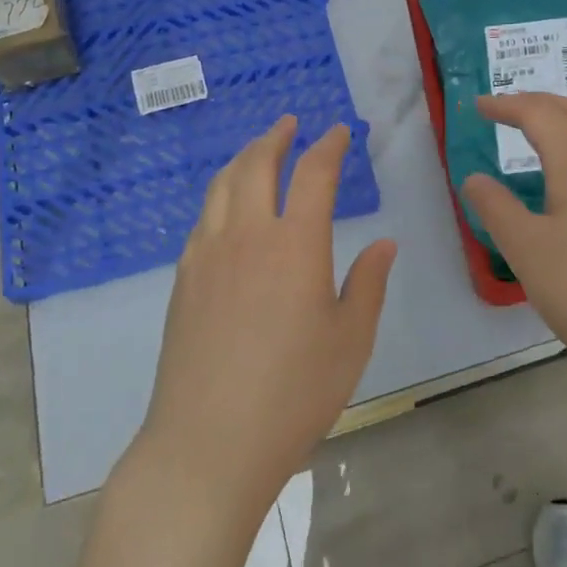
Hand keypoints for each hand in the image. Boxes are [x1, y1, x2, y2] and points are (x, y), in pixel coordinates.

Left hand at [139, 117, 396, 520]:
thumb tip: (383, 244)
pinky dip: (220, 196)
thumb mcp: (350, 341)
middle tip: (290, 124)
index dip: (328, 146)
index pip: (313, 174)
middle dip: (275, 138)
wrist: (208, 443)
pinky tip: (227, 210)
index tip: (338, 133)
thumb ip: (368, 284)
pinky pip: (203, 219)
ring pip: (222, 186)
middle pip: (256, 165)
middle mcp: (247, 235)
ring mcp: (207, 255)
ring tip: (257, 151)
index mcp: (295, 244)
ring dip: (243, 159)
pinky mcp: (183, 280)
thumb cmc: (294, 393)